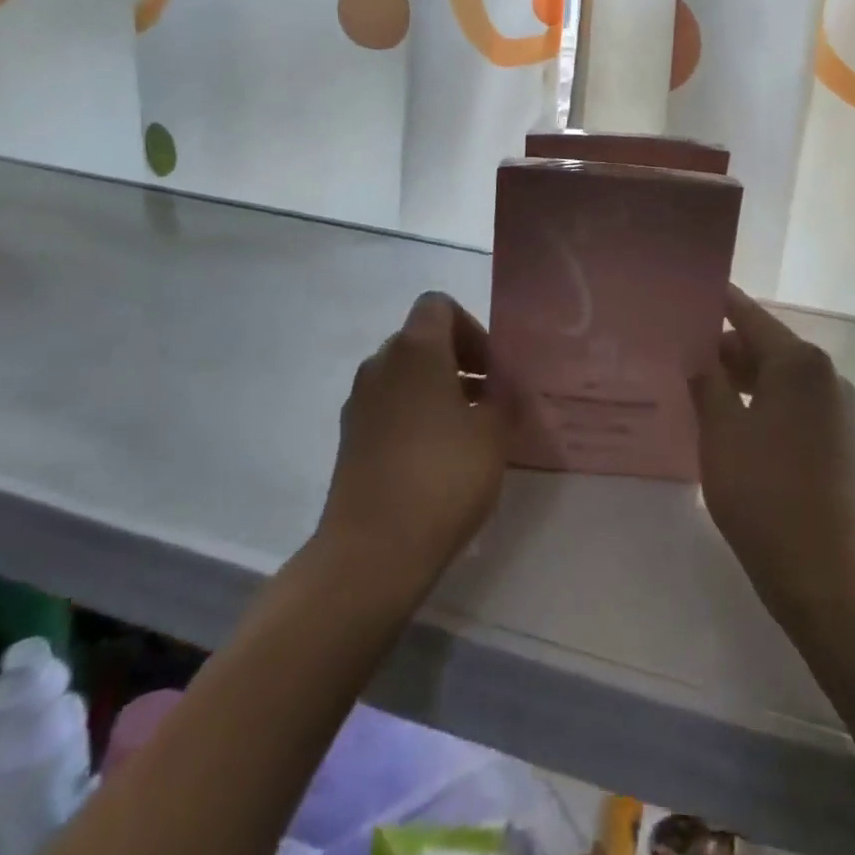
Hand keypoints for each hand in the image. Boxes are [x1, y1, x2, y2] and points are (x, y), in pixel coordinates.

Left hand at [319, 292, 509, 586]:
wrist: (373, 549)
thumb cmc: (443, 476)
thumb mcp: (493, 433)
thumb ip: (504, 397)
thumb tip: (504, 385)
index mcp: (415, 349)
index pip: (439, 305)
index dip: (472, 328)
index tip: (493, 369)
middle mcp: (380, 364)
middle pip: (422, 340)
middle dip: (459, 361)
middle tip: (489, 399)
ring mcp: (359, 402)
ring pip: (405, 376)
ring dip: (438, 390)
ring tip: (469, 431)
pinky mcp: (350, 438)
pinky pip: (389, 407)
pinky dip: (415, 415)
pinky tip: (438, 458)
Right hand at [691, 286, 854, 605]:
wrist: (829, 573)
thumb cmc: (766, 494)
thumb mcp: (722, 433)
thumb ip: (707, 384)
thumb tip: (699, 356)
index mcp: (798, 362)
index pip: (748, 315)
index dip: (715, 302)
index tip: (682, 293)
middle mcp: (823, 375)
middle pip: (764, 344)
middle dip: (721, 346)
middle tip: (674, 349)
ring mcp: (834, 408)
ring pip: (776, 377)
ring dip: (737, 378)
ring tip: (691, 384)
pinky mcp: (836, 439)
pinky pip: (789, 404)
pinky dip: (758, 402)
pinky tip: (724, 420)